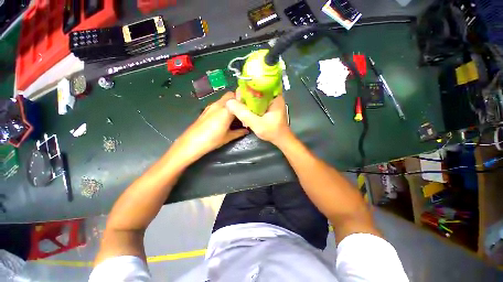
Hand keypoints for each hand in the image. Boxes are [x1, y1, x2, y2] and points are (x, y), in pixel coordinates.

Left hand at [169, 92, 248, 164]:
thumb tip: (247, 131)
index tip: (250, 107)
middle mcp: (218, 104)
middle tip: (243, 110)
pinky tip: (224, 116)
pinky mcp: (206, 109)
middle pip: (230, 95)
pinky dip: (223, 106)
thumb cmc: (212, 140)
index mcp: (226, 111)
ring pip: (223, 98)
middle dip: (237, 100)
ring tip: (235, 113)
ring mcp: (211, 106)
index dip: (245, 101)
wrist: (191, 143)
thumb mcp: (228, 137)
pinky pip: (218, 103)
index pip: (238, 98)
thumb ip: (239, 132)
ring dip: (230, 103)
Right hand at [225, 90, 290, 145]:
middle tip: (237, 100)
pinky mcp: (269, 107)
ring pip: (257, 96)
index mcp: (275, 97)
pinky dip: (252, 104)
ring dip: (248, 100)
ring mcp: (272, 102)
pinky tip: (246, 109)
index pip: (260, 84)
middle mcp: (274, 96)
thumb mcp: (257, 124)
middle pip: (258, 89)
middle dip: (246, 94)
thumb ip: (243, 114)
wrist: (281, 139)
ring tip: (239, 104)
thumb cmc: (273, 132)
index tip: (239, 93)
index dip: (248, 86)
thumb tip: (229, 102)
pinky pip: (258, 102)